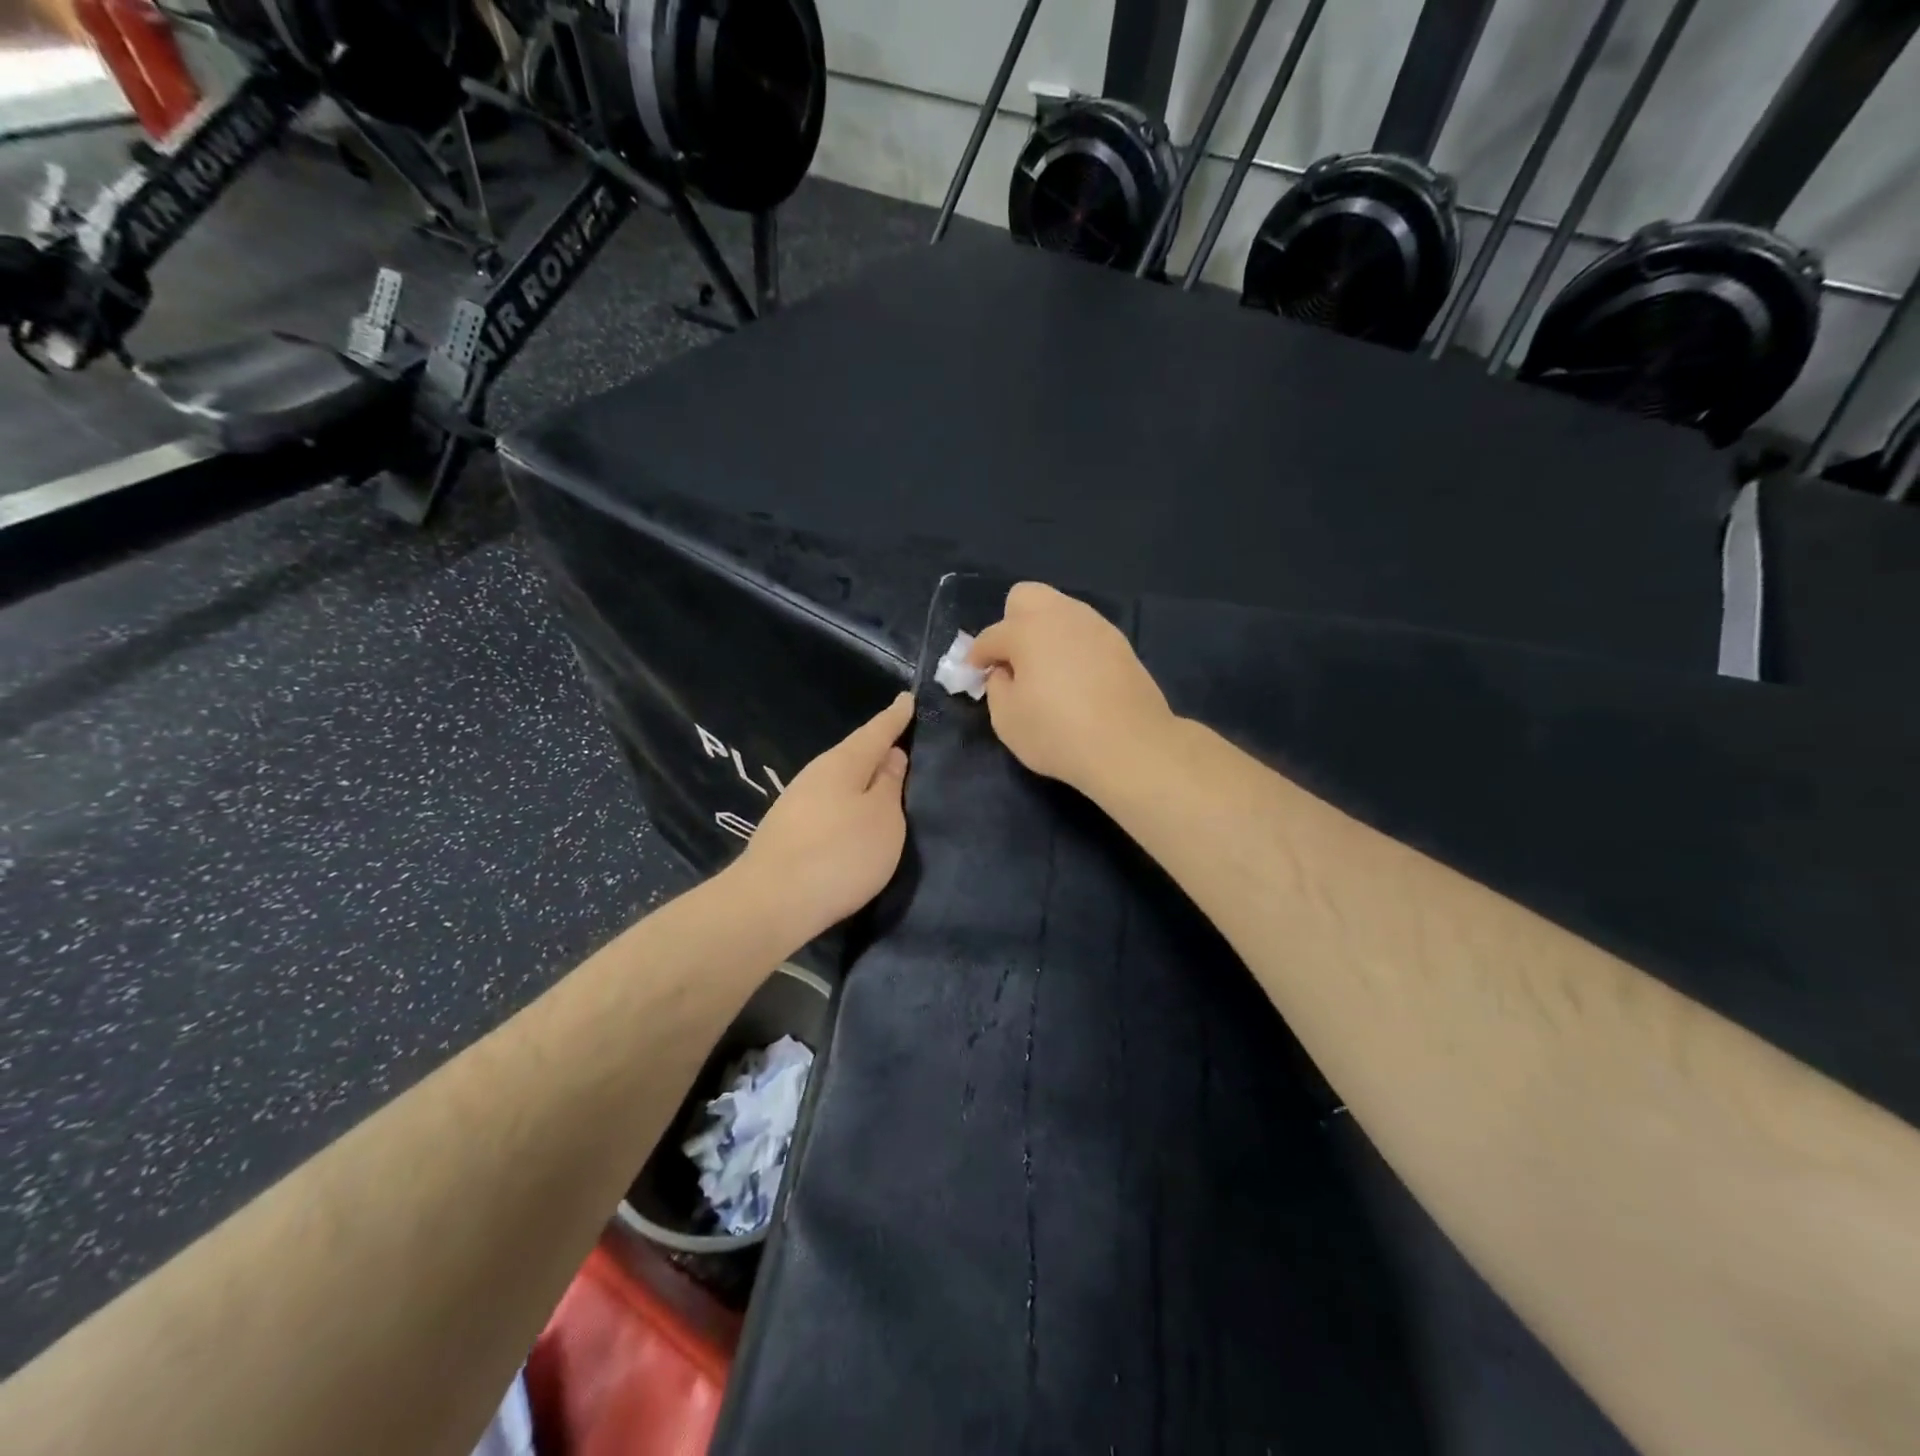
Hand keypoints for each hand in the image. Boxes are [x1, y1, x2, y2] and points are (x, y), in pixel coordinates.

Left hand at [736, 693, 912, 942]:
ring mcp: (797, 802)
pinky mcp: (788, 831)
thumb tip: (891, 755)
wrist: (771, 903)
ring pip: (840, 781)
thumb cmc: (840, 854)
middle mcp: (817, 774)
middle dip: (879, 748)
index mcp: (843, 762)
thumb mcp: (883, 818)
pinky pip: (829, 804)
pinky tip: (856, 817)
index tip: (909, 698)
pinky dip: (848, 803)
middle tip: (906, 744)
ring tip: (887, 783)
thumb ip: (890, 784)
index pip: (876, 730)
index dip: (896, 716)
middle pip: (855, 754)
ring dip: (863, 779)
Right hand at [968, 583, 1174, 795]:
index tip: (974, 674)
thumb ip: (997, 687)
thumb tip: (1004, 672)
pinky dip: (1071, 646)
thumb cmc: (1058, 733)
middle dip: (1011, 623)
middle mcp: (1062, 616)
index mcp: (1027, 630)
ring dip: (1044, 632)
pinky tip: (1074, 678)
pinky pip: (1084, 633)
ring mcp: (1096, 626)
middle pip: (1026, 597)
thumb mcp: (1007, 719)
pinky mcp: (1120, 644)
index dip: (977, 656)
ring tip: (1044, 670)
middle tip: (1012, 660)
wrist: (1130, 747)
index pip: (991, 636)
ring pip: (1060, 611)